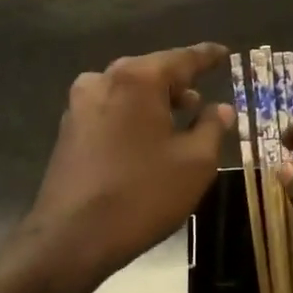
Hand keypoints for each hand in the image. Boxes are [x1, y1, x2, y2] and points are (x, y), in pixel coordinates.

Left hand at [29, 43, 231, 284]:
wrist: (71, 239)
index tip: (224, 53)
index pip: (183, 59)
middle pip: (151, 71)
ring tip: (177, 121)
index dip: (207, 57)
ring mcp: (80, 104)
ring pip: (128, 90)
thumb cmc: (142, 194)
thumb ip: (212, 127)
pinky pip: (110, 109)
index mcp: (138, 79)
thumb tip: (222, 108)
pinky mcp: (68, 129)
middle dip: (179, 83)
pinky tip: (146, 140)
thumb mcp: (195, 163)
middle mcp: (105, 80)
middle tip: (202, 100)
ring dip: (154, 101)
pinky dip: (132, 115)